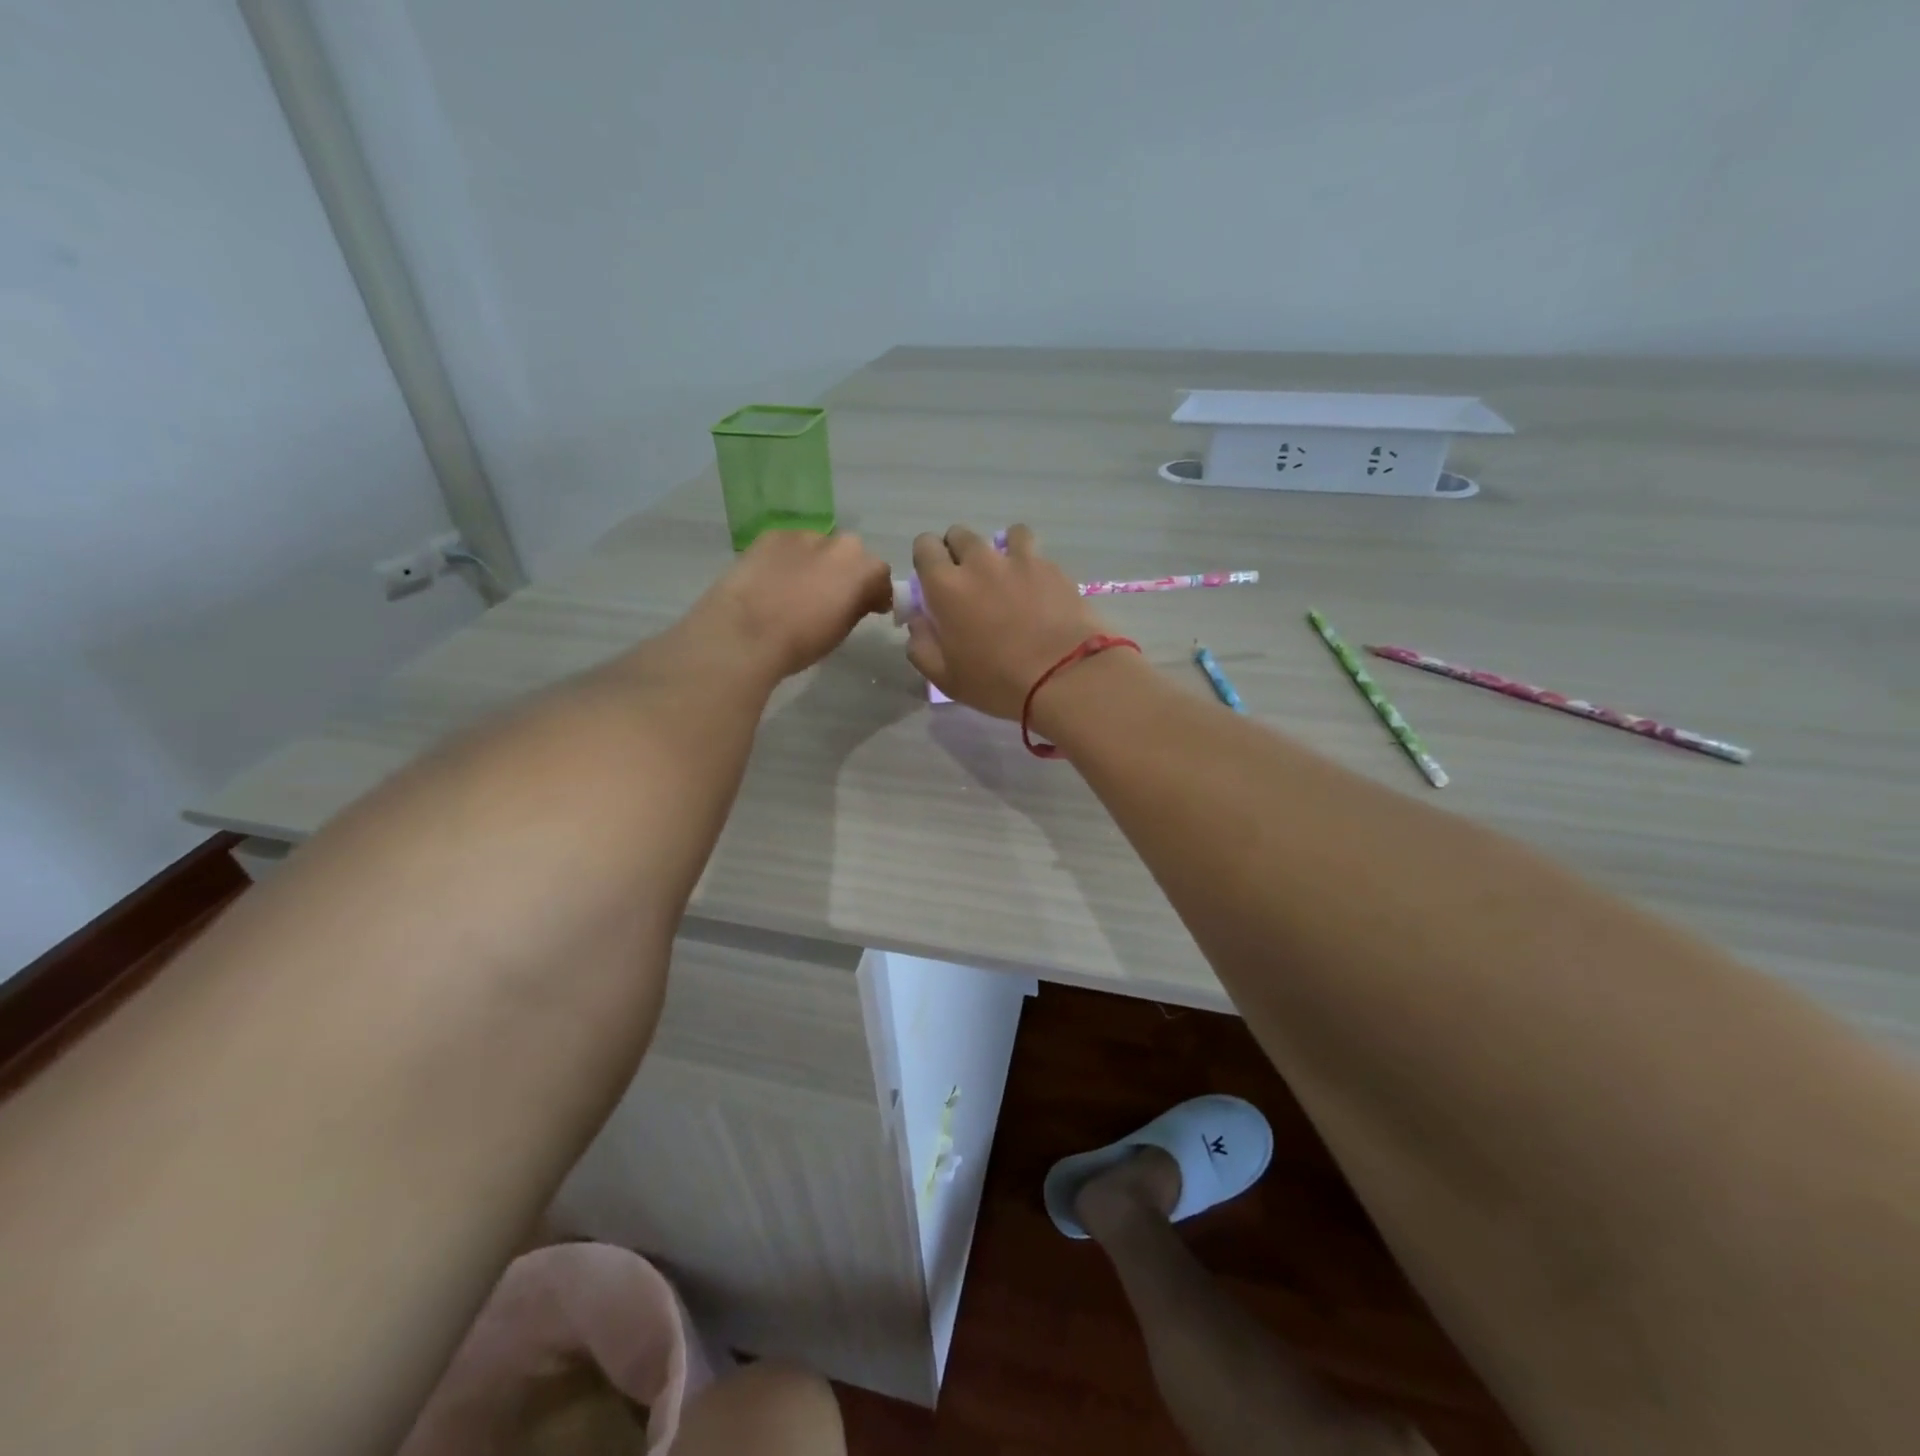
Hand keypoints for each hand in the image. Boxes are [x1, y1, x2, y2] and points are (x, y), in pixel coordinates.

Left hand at [689, 531, 892, 679]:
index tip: (869, 607)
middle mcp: (839, 544)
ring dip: (817, 562)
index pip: (880, 575)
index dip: (876, 592)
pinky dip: (789, 558)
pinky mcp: (771, 535)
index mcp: (862, 569)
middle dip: (847, 571)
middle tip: (832, 596)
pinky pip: (790, 545)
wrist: (745, 632)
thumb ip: (857, 606)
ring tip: (798, 587)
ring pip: (819, 546)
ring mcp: (803, 535)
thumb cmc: (800, 642)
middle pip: (852, 553)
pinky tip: (774, 579)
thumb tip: (860, 599)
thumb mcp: (840, 631)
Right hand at [904, 524, 1111, 719]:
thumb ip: (921, 645)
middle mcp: (979, 562)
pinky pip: (1035, 551)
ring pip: (1002, 534)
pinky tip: (1037, 586)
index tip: (934, 581)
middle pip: (960, 535)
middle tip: (969, 583)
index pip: (924, 547)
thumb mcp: (945, 677)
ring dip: (999, 549)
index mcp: (945, 586)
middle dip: (958, 552)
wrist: (1064, 676)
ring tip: (1007, 576)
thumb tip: (917, 622)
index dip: (927, 560)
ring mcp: (1019, 560)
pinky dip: (1030, 562)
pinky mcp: (1052, 567)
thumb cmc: (997, 682)